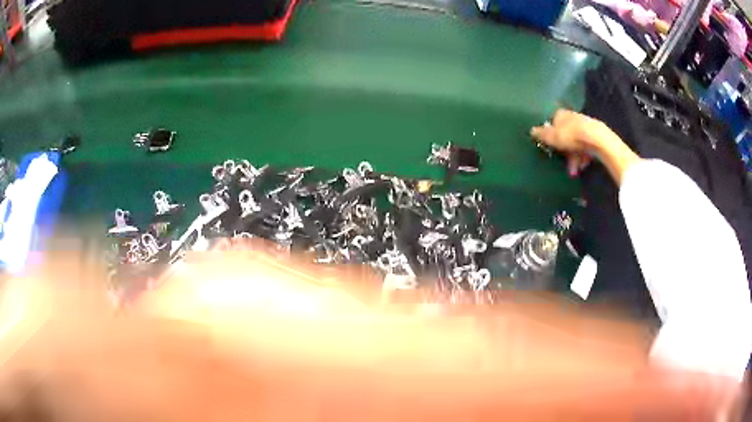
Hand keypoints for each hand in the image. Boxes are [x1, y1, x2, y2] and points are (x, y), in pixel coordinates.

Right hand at [531, 109, 638, 182]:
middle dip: (564, 152)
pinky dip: (582, 158)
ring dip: (573, 159)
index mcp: (560, 114)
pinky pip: (585, 148)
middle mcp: (572, 117)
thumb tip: (530, 131)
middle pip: (565, 135)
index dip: (550, 136)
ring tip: (574, 171)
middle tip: (563, 164)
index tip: (550, 148)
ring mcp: (584, 127)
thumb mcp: (551, 136)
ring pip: (575, 144)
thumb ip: (540, 134)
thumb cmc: (570, 135)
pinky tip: (582, 166)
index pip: (552, 123)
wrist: (596, 139)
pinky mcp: (595, 136)